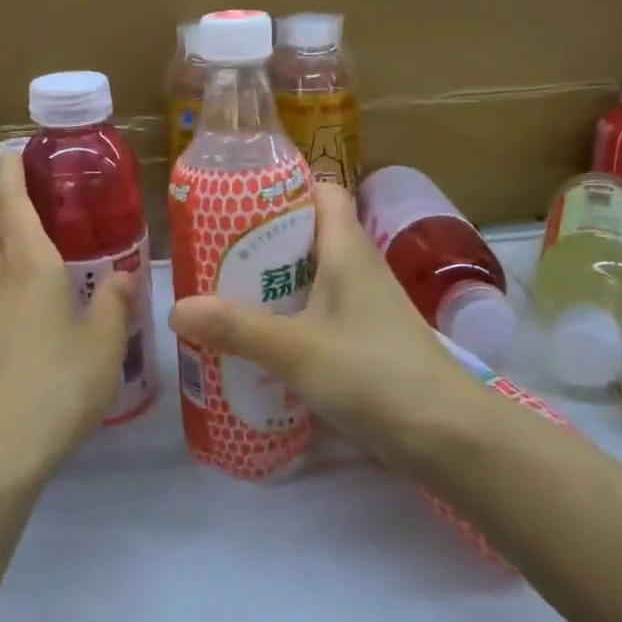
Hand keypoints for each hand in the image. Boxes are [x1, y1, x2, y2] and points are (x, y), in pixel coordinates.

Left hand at [0, 152, 133, 488]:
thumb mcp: (105, 345)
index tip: (10, 149)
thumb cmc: (57, 387)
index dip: (11, 172)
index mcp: (29, 267)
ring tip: (12, 228)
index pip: (12, 203)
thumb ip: (115, 304)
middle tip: (20, 188)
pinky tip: (7, 284)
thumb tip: (122, 275)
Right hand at [167, 182, 464, 461]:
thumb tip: (175, 307)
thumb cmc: (372, 373)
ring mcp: (365, 306)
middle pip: (309, 234)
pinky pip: (320, 313)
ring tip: (225, 295)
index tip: (237, 201)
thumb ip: (236, 328)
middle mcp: (359, 267)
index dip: (285, 186)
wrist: (446, 435)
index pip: (323, 191)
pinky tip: (260, 340)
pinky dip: (290, 318)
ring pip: (313, 276)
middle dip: (263, 240)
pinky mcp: (366, 341)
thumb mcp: (295, 349)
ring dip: (274, 283)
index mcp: (347, 248)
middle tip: (215, 254)